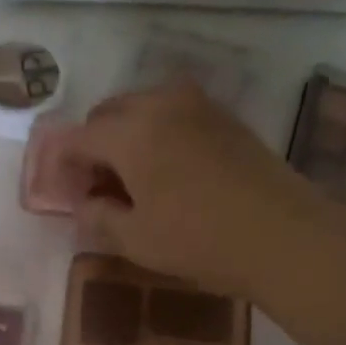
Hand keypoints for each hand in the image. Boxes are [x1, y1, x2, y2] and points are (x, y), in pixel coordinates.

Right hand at [67, 83, 322, 299]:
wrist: (285, 235)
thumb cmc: (200, 240)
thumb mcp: (135, 239)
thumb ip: (97, 216)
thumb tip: (85, 203)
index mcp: (130, 132)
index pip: (77, 138)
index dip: (61, 165)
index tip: (60, 192)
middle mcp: (160, 105)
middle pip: (107, 114)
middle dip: (92, 146)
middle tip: (93, 188)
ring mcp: (197, 106)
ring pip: (141, 109)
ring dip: (124, 138)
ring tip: (128, 181)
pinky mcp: (224, 118)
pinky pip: (172, 115)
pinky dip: (155, 135)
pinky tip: (164, 173)